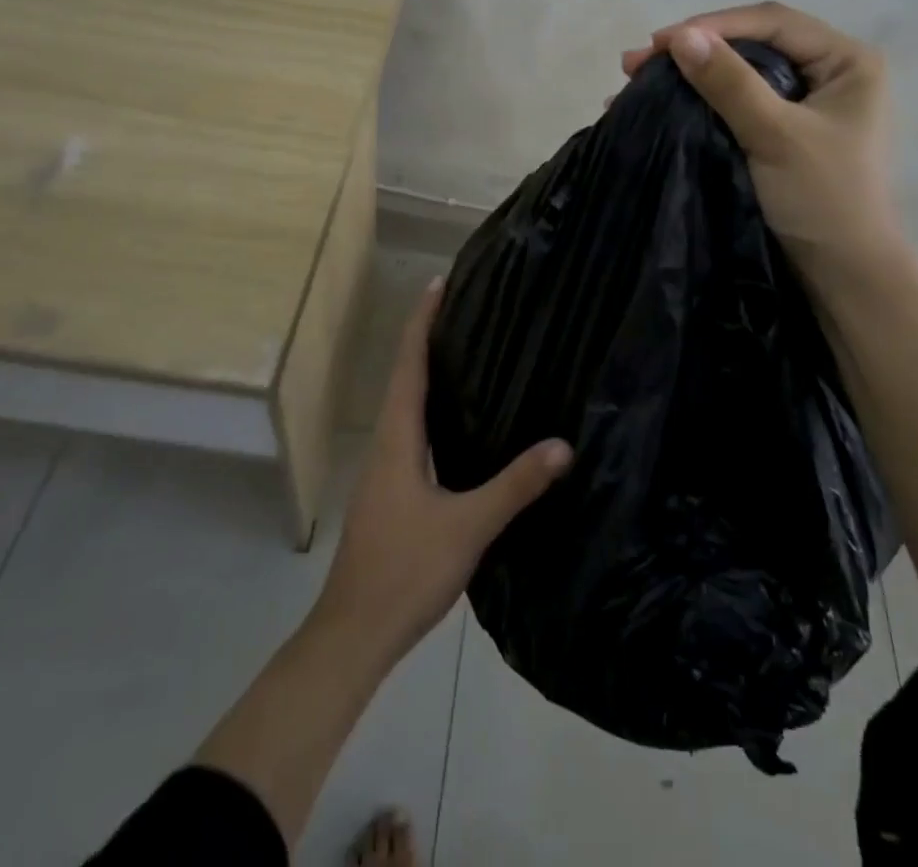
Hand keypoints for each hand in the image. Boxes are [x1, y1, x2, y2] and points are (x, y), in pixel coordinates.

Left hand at [310, 279, 573, 664]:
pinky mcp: (390, 491)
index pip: (409, 364)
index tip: (438, 283)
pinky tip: (456, 422)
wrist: (354, 633)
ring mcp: (384, 469)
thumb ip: (515, 485)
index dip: (422, 321)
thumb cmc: (405, 570)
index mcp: (397, 438)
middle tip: (463, 307)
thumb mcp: (469, 525)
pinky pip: (410, 431)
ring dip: (427, 372)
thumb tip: (563, 445)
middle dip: (428, 338)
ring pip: (405, 405)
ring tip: (464, 350)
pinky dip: (430, 408)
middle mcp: (386, 443)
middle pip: (405, 376)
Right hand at [623, 1, 909, 292]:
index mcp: (847, 61)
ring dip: (692, 75)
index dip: (714, 24)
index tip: (660, 41)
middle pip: (755, 44)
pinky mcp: (786, 132)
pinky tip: (664, 103)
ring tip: (637, 80)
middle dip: (696, 50)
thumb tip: (680, 36)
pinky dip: (701, 101)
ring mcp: (808, 104)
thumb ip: (729, 83)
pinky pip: (739, 102)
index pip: (774, 22)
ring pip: (742, 74)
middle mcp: (831, 73)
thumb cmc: (823, 199)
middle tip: (637, 62)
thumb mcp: (774, 135)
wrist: (843, 276)